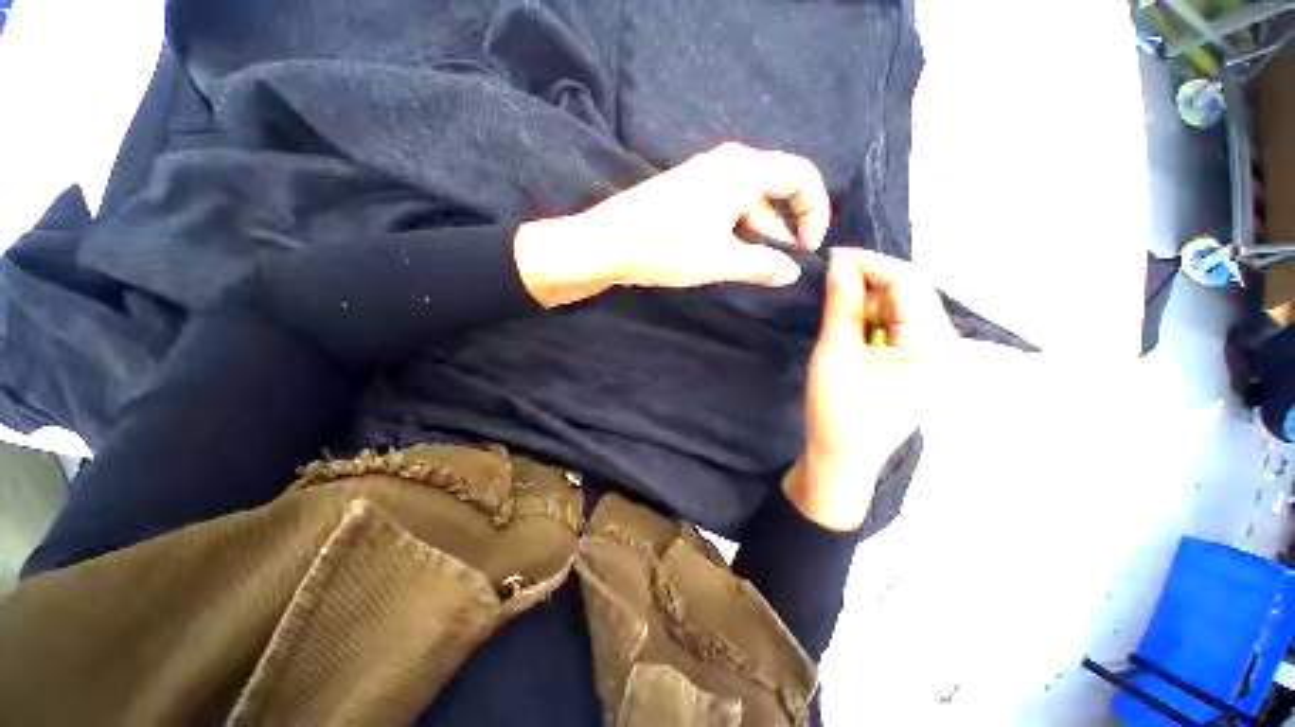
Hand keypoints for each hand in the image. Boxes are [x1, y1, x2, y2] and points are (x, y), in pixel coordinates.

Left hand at [514, 142, 830, 307]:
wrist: (605, 244)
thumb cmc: (667, 247)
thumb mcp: (721, 259)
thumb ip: (762, 264)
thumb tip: (791, 272)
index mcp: (742, 169)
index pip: (801, 175)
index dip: (814, 211)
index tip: (805, 249)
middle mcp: (725, 164)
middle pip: (772, 192)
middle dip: (780, 231)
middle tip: (775, 268)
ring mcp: (701, 178)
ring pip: (744, 205)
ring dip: (754, 237)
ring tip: (747, 269)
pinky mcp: (683, 195)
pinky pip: (722, 210)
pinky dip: (732, 233)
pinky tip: (722, 257)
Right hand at [785, 248, 955, 530]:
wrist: (841, 459)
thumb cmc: (836, 411)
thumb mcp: (834, 353)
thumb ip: (841, 304)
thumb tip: (839, 263)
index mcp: (933, 347)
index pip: (909, 283)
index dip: (870, 263)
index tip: (832, 257)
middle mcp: (947, 348)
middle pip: (910, 294)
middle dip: (869, 284)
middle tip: (830, 284)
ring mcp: (937, 358)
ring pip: (903, 310)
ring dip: (869, 304)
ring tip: (837, 313)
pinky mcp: (922, 366)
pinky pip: (900, 328)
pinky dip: (873, 321)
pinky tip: (851, 331)